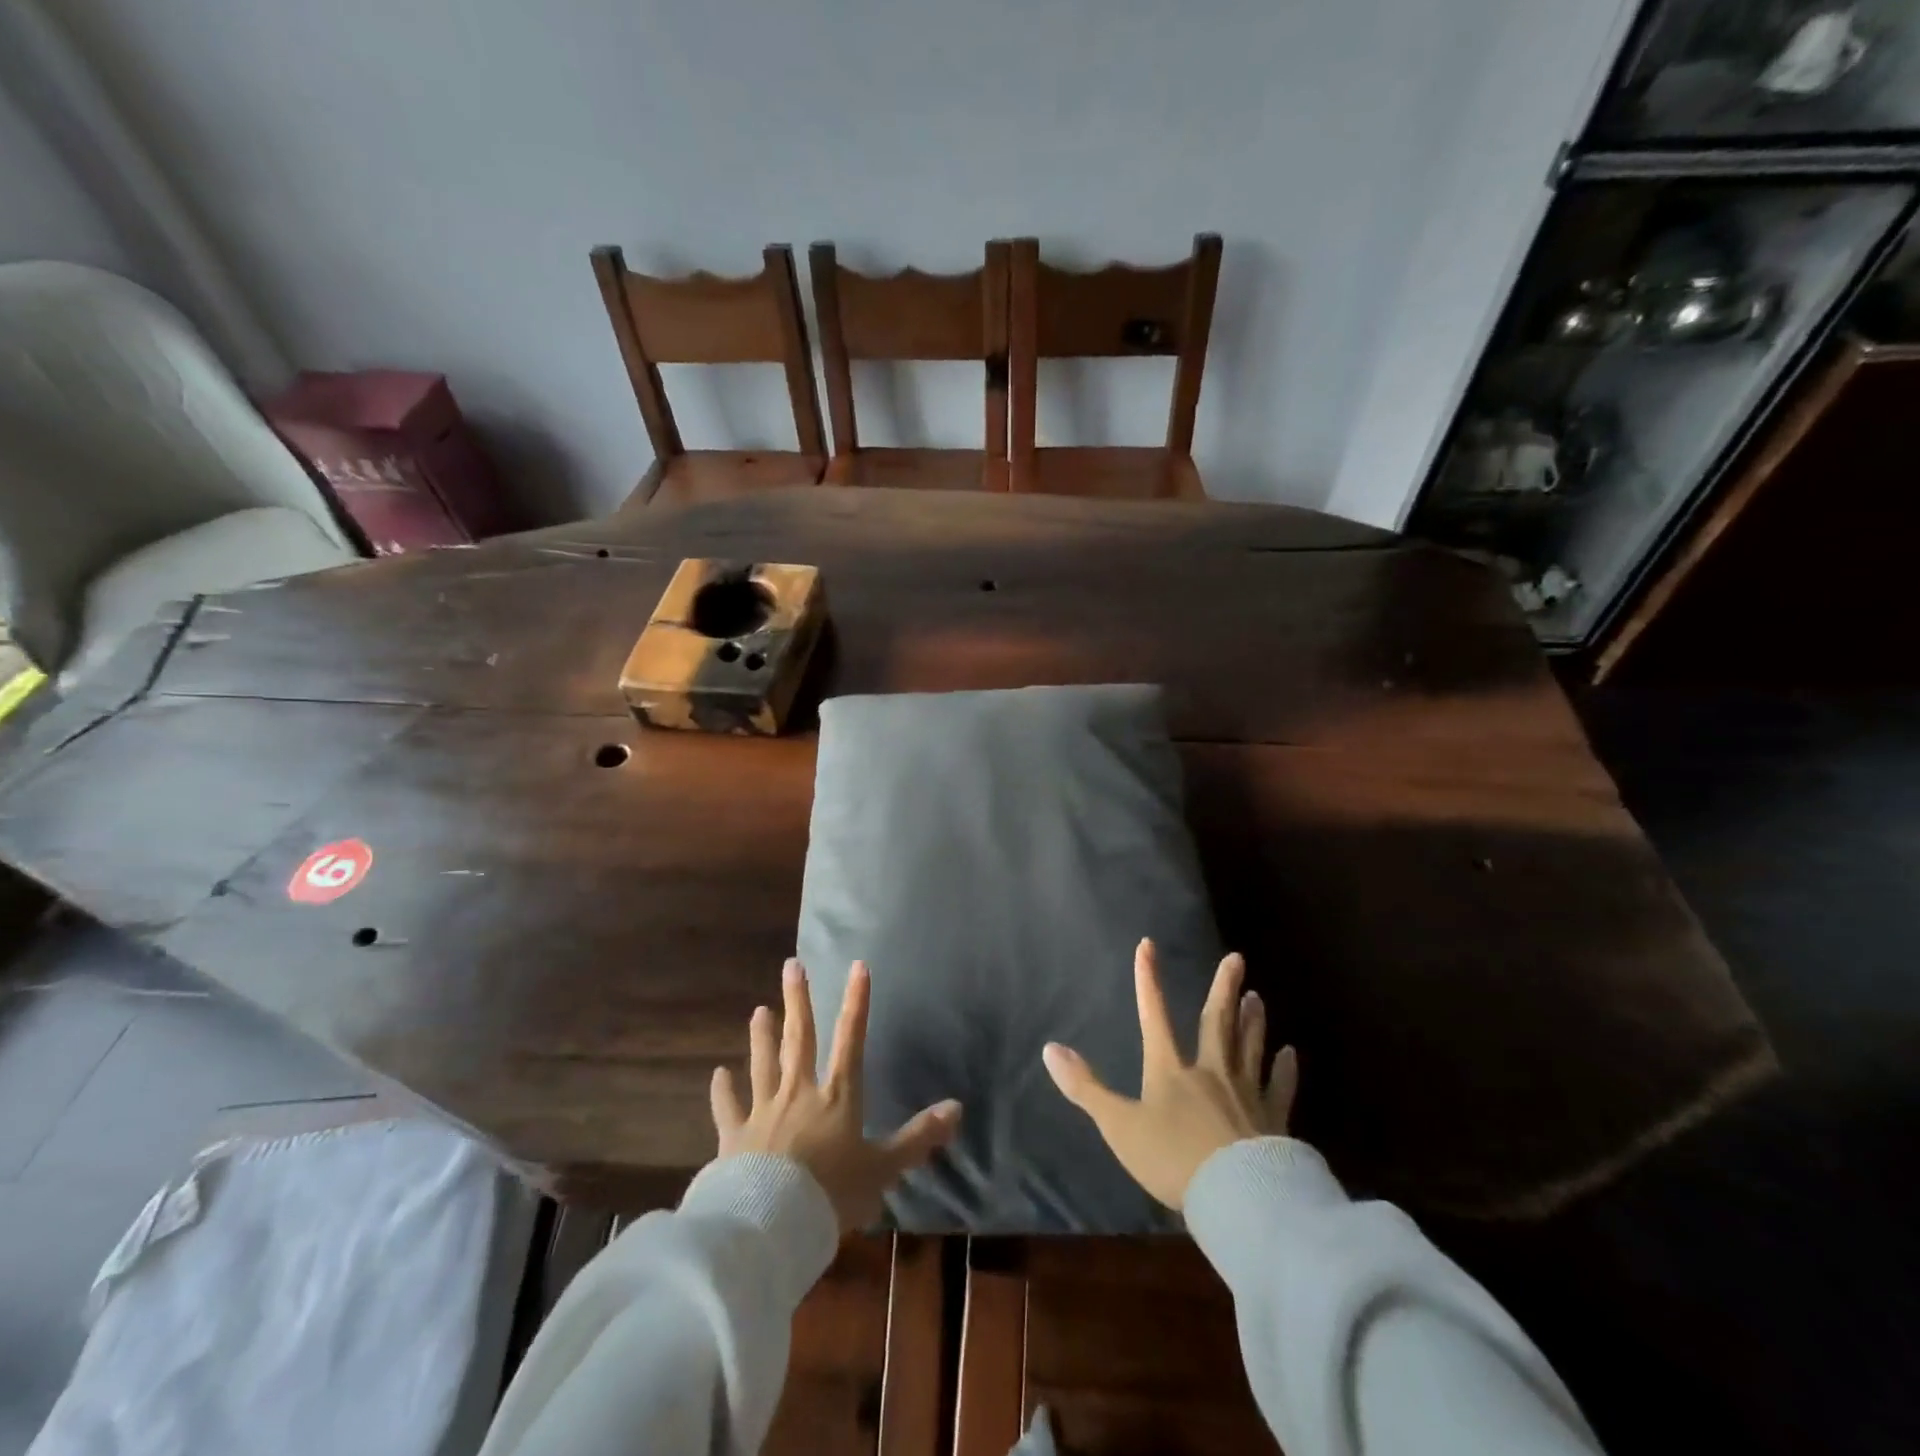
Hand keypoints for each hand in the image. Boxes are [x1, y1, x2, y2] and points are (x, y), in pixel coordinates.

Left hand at [711, 958, 961, 1232]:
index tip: (857, 966)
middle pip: (799, 1039)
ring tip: (759, 1010)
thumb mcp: (883, 1169)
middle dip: (798, 1001)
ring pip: (763, 1064)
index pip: (851, 1040)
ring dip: (762, 1036)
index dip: (857, 1002)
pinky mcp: (734, 1137)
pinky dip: (722, 1092)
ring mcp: (763, 1112)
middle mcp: (799, 1093)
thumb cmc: (832, 1195)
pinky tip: (717, 1075)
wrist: (771, 1226)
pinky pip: (728, 1108)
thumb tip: (957, 1108)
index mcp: (837, 1097)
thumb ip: (918, 1137)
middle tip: (791, 966)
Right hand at [1043, 939, 1296, 1209]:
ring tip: (1257, 996)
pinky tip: (1290, 1054)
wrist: (1238, 1198)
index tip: (1148, 945)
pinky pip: (1280, 1087)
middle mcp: (1211, 1072)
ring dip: (1252, 1020)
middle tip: (1236, 959)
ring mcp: (1246, 1094)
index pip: (1154, 1016)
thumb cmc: (1173, 1159)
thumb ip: (1085, 1088)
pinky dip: (1285, 1069)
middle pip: (1217, 1022)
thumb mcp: (1119, 1126)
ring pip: (1249, 1047)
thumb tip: (1050, 1049)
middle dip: (1223, 989)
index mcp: (1171, 1071)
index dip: (1148, 980)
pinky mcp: (1274, 1120)